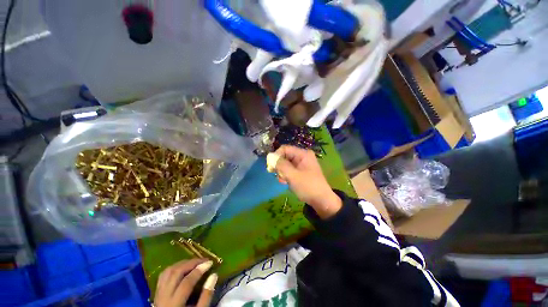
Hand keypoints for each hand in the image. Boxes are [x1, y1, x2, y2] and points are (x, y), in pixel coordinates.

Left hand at [154, 259, 217, 306]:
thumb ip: (206, 296)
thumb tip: (214, 275)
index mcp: (174, 304)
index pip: (187, 282)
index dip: (199, 270)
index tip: (210, 262)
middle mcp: (163, 297)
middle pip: (176, 273)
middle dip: (191, 263)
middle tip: (204, 260)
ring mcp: (158, 294)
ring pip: (168, 271)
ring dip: (182, 263)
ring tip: (195, 262)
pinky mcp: (156, 292)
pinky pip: (163, 275)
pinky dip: (174, 268)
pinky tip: (182, 267)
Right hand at [274, 145, 341, 218]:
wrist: (322, 201)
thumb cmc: (308, 187)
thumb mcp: (293, 175)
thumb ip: (281, 165)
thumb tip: (270, 156)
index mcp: (303, 154)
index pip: (285, 149)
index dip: (276, 156)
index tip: (271, 167)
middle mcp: (302, 156)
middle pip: (285, 156)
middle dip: (279, 166)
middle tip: (277, 175)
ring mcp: (302, 164)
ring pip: (286, 163)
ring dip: (282, 172)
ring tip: (283, 180)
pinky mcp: (301, 171)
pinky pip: (290, 169)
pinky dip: (286, 175)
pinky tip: (285, 182)